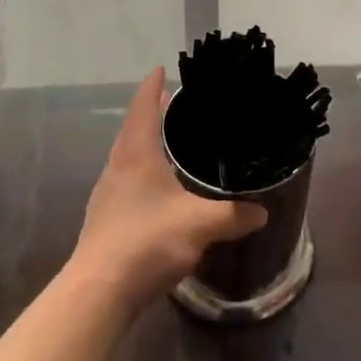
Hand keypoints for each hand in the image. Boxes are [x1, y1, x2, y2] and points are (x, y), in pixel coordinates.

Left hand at [71, 68, 265, 310]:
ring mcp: (108, 194)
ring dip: (146, 142)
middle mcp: (118, 166)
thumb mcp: (198, 225)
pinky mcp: (106, 219)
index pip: (143, 108)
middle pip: (133, 129)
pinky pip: (126, 180)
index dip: (152, 87)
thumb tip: (262, 211)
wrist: (98, 291)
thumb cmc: (146, 241)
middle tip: (175, 104)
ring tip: (169, 142)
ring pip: (127, 156)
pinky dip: (142, 171)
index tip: (160, 69)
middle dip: (152, 113)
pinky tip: (159, 189)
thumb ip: (232, 215)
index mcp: (136, 154)